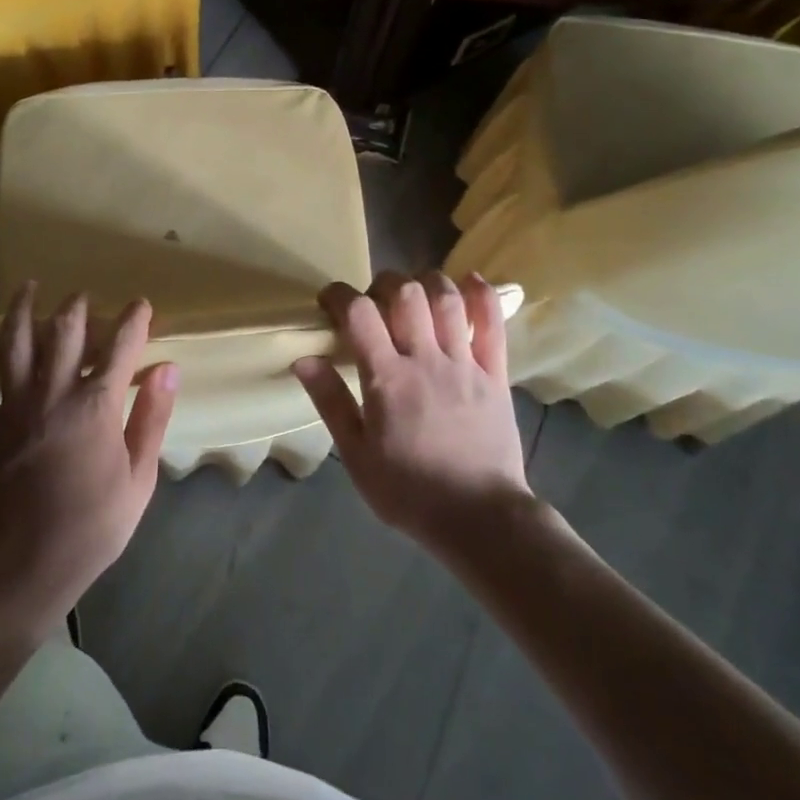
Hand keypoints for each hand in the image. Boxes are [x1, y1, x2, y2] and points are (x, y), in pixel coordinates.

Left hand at [0, 284, 177, 636]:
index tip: (140, 304)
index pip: (120, 348)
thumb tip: (168, 368)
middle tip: (80, 295)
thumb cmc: (94, 524)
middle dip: (75, 307)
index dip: (133, 321)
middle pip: (64, 333)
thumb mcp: (140, 477)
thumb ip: (152, 417)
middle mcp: (54, 394)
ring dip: (20, 312)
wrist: (29, 564)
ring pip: (16, 346)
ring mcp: (15, 408)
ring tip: (26, 287)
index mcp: (96, 405)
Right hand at [293, 270, 529, 554]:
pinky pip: (493, 324)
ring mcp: (464, 363)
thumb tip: (303, 358)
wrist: (480, 519)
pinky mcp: (496, 374)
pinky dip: (482, 295)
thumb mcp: (356, 455)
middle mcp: (425, 359)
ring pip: (446, 300)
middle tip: (374, 302)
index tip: (330, 300)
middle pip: (405, 294)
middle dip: (383, 284)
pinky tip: (469, 280)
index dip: (340, 296)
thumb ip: (331, 402)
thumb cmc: (409, 490)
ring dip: (427, 282)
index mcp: (387, 378)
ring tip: (414, 292)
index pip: (359, 314)